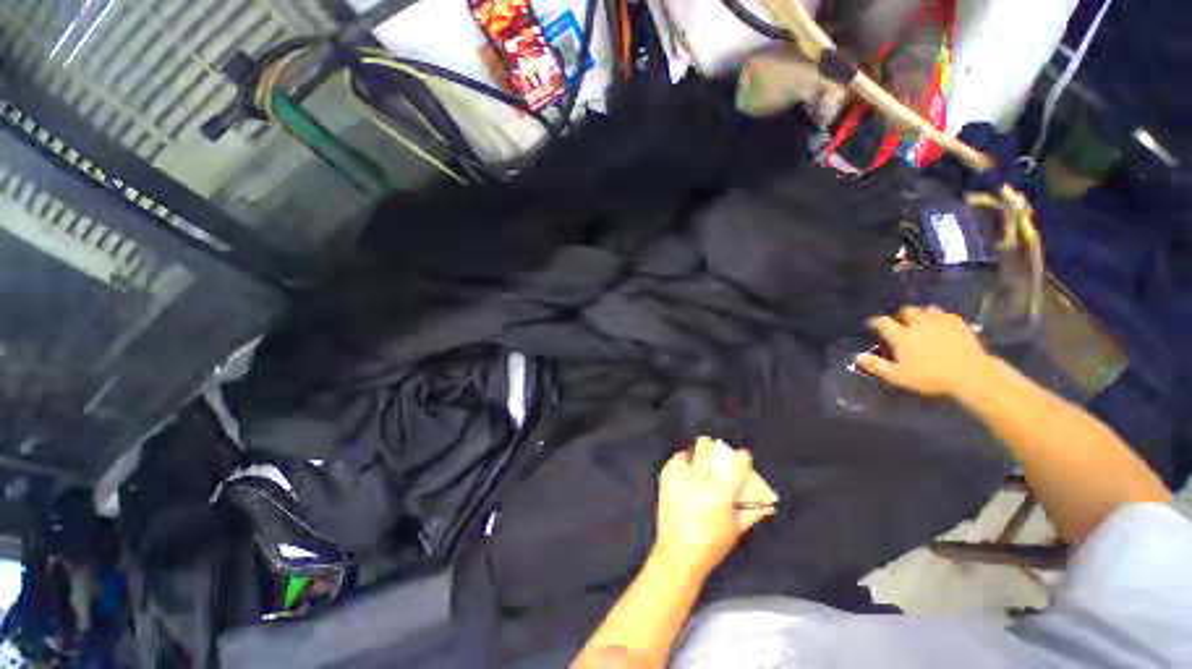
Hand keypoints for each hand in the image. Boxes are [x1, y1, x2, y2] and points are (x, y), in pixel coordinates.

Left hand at [653, 438, 773, 575]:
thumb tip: (768, 504)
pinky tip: (681, 462)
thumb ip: (751, 514)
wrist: (679, 554)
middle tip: (714, 445)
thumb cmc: (712, 545)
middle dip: (712, 446)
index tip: (743, 454)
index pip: (735, 468)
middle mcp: (701, 484)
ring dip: (693, 453)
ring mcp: (681, 482)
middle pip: (706, 453)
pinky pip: (671, 464)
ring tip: (696, 454)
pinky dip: (677, 461)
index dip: (742, 458)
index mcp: (722, 495)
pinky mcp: (667, 485)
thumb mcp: (735, 530)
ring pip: (687, 455)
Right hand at [856, 305, 990, 397]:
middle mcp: (918, 323)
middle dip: (901, 315)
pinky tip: (942, 324)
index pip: (883, 322)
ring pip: (927, 309)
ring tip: (922, 322)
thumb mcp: (899, 376)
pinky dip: (941, 317)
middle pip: (906, 311)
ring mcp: (940, 321)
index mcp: (902, 335)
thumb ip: (877, 365)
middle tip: (900, 323)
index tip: (872, 324)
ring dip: (922, 314)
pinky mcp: (959, 323)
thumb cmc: (931, 377)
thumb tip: (858, 356)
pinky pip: (946, 314)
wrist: (971, 374)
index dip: (875, 322)